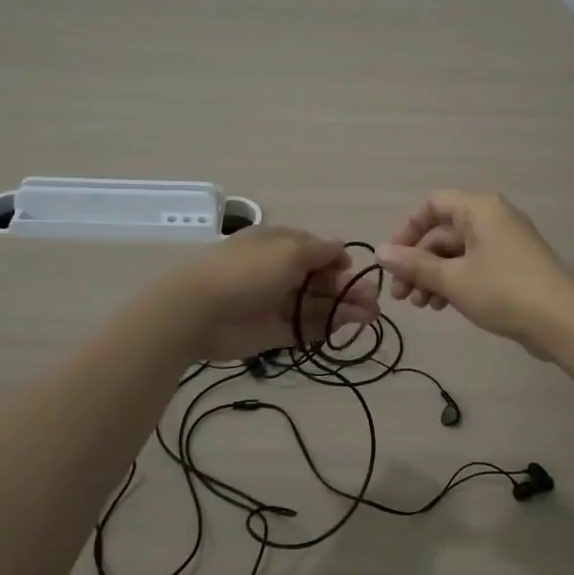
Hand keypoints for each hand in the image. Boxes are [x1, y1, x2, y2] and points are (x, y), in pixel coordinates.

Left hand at [163, 226, 379, 361]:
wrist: (199, 311)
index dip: (338, 261)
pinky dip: (326, 326)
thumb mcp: (290, 250)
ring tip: (370, 317)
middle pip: (320, 279)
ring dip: (343, 308)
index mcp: (280, 244)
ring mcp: (276, 302)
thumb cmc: (248, 271)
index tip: (355, 272)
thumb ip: (320, 251)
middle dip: (347, 288)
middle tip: (374, 303)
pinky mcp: (273, 331)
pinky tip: (347, 326)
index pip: (316, 249)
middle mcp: (279, 271)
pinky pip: (304, 327)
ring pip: (316, 304)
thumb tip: (341, 248)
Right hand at [375, 190, 573, 344]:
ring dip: (433, 275)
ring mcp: (504, 242)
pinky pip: (474, 264)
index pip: (433, 205)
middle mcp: (492, 217)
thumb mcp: (452, 279)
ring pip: (457, 252)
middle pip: (443, 232)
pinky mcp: (513, 265)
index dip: (408, 230)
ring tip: (420, 306)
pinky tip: (441, 306)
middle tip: (402, 295)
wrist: (564, 321)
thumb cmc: (503, 291)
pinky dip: (454, 281)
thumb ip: (414, 264)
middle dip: (418, 262)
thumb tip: (379, 252)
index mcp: (479, 209)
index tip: (393, 259)